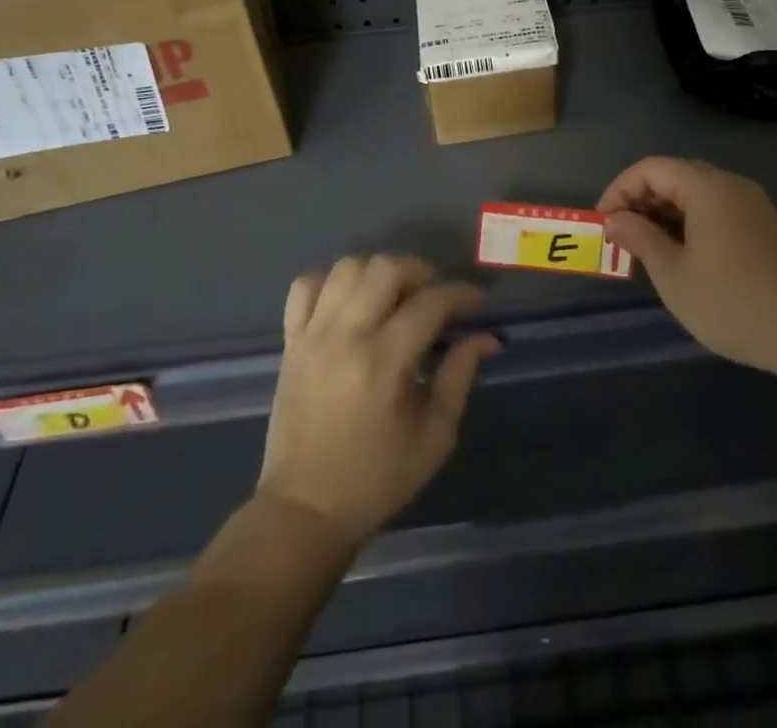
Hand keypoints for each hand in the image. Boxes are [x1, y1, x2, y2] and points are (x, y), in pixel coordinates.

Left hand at [258, 255, 499, 547]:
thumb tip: (486, 337)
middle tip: (434, 298)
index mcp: (384, 363)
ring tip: (394, 297)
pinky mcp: (290, 341)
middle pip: (385, 268)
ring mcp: (312, 335)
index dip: (461, 295)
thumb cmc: (376, 479)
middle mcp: (345, 337)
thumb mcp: (434, 437)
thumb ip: (460, 377)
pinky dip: (331, 281)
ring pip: (347, 267)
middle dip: (420, 272)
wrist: (304, 510)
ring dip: (378, 272)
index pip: (430, 303)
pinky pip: (305, 285)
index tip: (477, 304)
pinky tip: (349, 302)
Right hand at [599, 157, 776, 378]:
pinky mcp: (766, 228)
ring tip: (648, 250)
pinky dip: (691, 224)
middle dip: (641, 201)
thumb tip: (615, 219)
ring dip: (666, 214)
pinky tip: (685, 258)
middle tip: (622, 237)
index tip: (603, 224)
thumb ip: (640, 239)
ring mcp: (753, 206)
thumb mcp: (674, 274)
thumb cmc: (733, 302)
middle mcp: (731, 185)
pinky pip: (718, 211)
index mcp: (706, 187)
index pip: (650, 168)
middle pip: (675, 176)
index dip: (619, 190)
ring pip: (697, 195)